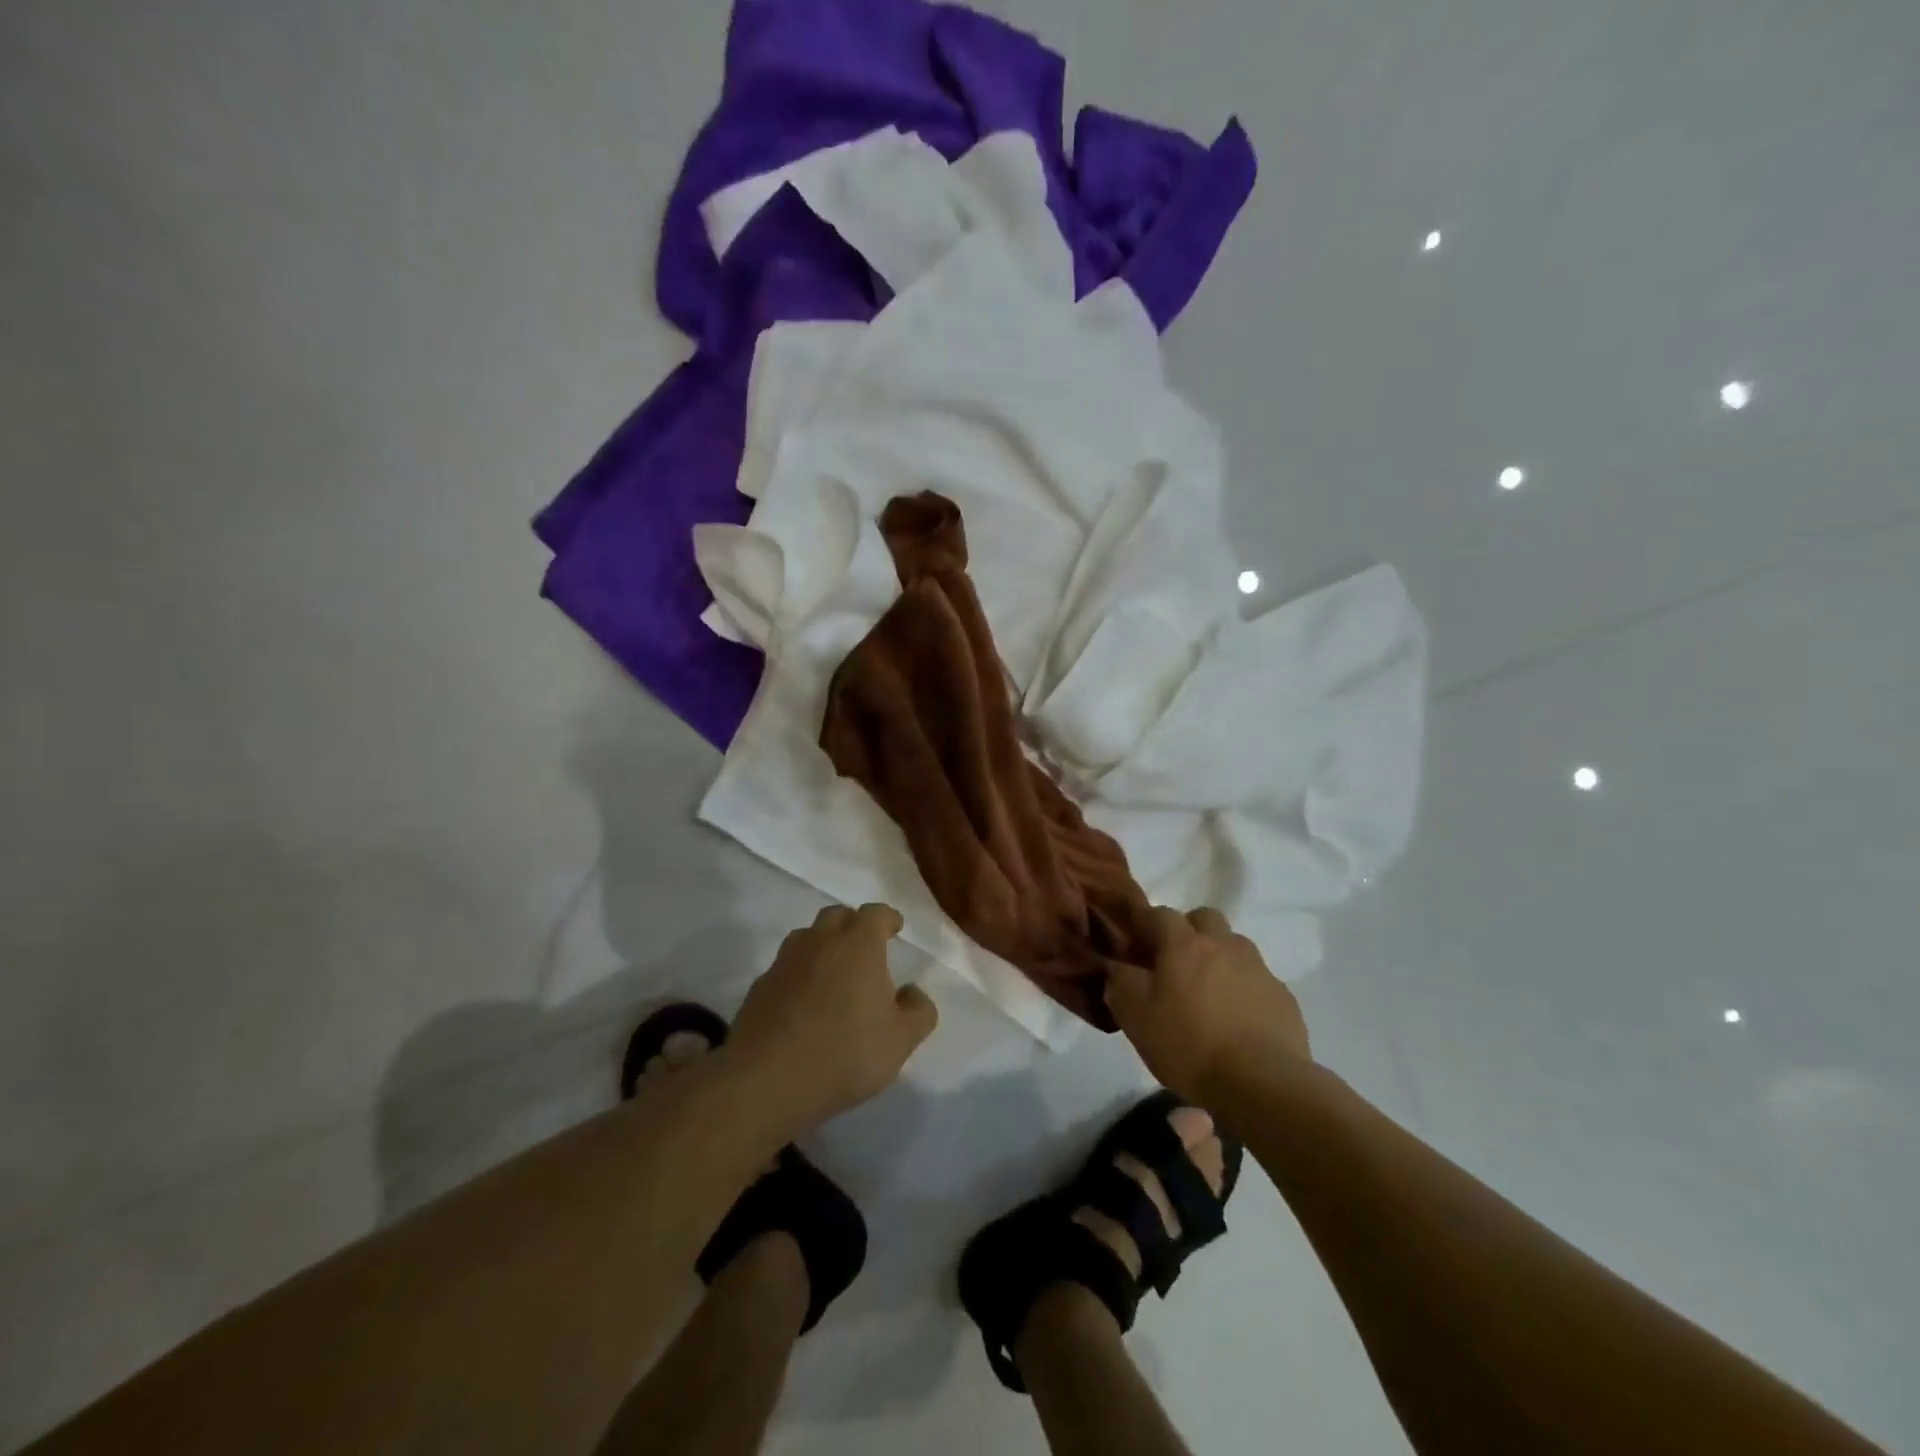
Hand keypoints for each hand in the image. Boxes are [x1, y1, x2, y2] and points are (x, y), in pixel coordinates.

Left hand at [729, 903, 937, 1132]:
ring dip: (823, 946)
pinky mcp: (760, 987)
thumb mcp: (901, 1040)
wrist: (766, 1080)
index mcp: (858, 944)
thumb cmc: (845, 1053)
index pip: (875, 913)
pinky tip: (804, 1002)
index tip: (895, 928)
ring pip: (807, 938)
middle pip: (837, 916)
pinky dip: (799, 974)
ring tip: (834, 971)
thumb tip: (912, 992)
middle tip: (866, 947)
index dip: (888, 918)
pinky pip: (786, 968)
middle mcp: (820, 941)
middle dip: (854, 925)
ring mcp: (785, 962)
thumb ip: (918, 1011)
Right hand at [1105, 907, 1310, 1105]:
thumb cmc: (1189, 1046)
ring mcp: (1258, 969)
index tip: (1135, 945)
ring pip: (1234, 946)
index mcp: (1184, 944)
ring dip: (1219, 958)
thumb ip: (1121, 983)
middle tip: (1176, 964)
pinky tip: (1237, 1021)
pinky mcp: (1283, 997)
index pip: (1159, 913)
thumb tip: (1117, 966)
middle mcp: (1224, 945)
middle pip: (1204, 918)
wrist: (1263, 1085)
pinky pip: (1257, 980)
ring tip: (1208, 995)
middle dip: (1188, 931)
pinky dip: (1243, 989)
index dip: (1145, 924)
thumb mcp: (1136, 1018)